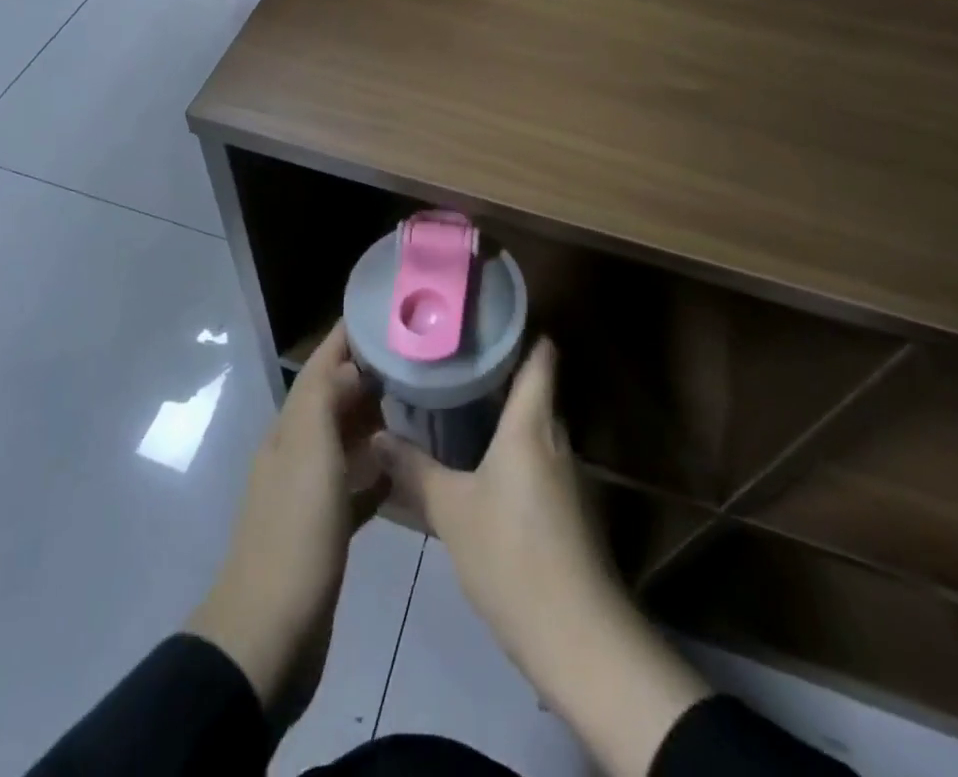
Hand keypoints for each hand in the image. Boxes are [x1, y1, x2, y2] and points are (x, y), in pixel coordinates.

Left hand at [187, 324, 384, 726]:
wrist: (269, 635)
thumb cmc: (295, 534)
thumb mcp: (309, 453)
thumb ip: (324, 400)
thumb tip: (350, 365)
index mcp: (289, 430)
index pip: (319, 367)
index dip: (345, 337)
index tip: (383, 312)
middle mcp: (296, 452)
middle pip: (332, 399)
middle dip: (366, 374)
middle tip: (414, 357)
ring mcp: (308, 493)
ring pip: (344, 441)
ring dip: (373, 420)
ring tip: (417, 404)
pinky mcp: (323, 531)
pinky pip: (354, 487)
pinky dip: (375, 473)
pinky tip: (403, 473)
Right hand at [373, 340, 709, 776]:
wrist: (579, 638)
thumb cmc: (511, 555)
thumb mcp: (452, 511)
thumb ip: (415, 470)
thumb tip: (378, 434)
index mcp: (532, 424)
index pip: (540, 358)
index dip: (522, 332)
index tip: (489, 318)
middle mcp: (557, 439)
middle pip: (535, 392)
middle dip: (500, 377)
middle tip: (455, 365)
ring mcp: (569, 477)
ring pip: (536, 430)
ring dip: (506, 420)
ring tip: (461, 411)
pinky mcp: (572, 512)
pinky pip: (539, 464)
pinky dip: (514, 455)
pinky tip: (483, 469)